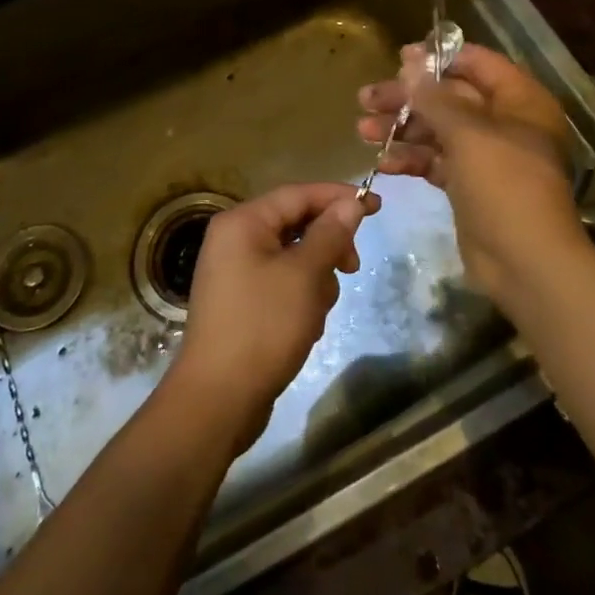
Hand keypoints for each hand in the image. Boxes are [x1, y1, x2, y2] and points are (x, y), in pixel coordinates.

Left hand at [166, 182, 378, 453]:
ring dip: (316, 278)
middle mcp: (235, 240)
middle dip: (328, 246)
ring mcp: (236, 273)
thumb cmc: (263, 326)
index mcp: (243, 222)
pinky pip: (283, 284)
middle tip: (353, 267)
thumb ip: (330, 233)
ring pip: (294, 258)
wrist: (218, 400)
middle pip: (296, 224)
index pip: (299, 194)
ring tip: (316, 310)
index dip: (339, 197)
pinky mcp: (243, 303)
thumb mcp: (304, 275)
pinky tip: (305, 326)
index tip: (377, 207)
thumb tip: (350, 203)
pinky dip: (301, 298)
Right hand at [357, 42, 584, 304]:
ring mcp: (487, 157)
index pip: (478, 64)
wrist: (525, 262)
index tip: (399, 58)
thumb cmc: (504, 184)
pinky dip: (412, 160)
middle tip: (366, 98)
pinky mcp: (470, 187)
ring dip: (402, 129)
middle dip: (408, 98)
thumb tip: (410, 62)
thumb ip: (435, 97)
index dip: (439, 58)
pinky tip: (382, 163)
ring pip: (439, 131)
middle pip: (451, 98)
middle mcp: (505, 123)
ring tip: (362, 129)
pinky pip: (437, 163)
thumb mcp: (468, 133)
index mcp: (520, 100)